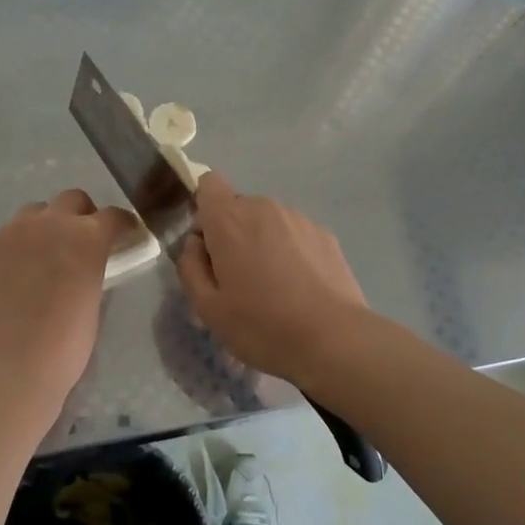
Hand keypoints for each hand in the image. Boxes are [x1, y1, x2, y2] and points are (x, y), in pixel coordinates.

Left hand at [0, 190, 139, 410]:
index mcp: (88, 237)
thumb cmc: (65, 345)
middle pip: (73, 200)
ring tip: (49, 252)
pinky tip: (22, 269)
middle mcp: (52, 223)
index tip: (126, 236)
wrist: (8, 368)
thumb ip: (93, 269)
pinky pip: (11, 232)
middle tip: (85, 242)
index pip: (113, 216)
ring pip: (38, 210)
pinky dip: (22, 242)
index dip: (123, 225)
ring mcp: (15, 231)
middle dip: (84, 215)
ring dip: (49, 223)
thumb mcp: (94, 299)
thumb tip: (89, 263)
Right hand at [176, 173, 369, 380]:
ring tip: (273, 289)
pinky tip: (300, 289)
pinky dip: (291, 253)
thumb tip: (195, 244)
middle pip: (238, 208)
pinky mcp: (325, 235)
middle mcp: (264, 207)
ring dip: (263, 244)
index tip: (208, 245)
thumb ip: (190, 267)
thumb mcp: (208, 308)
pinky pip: (294, 235)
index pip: (208, 184)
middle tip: (237, 280)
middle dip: (232, 235)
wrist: (333, 339)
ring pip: (268, 222)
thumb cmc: (261, 325)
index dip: (203, 210)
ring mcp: (299, 218)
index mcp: (229, 219)